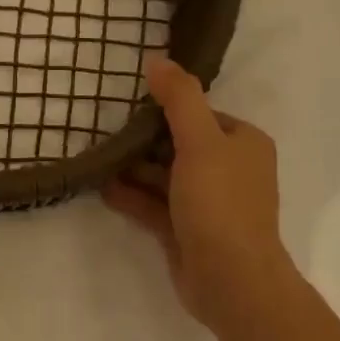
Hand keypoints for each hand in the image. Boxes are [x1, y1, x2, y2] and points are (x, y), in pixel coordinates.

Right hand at [106, 56, 287, 331]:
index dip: (167, 109)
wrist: (231, 280)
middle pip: (179, 145)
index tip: (130, 105)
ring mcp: (207, 204)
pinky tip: (101, 188)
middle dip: (144, 141)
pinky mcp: (187, 231)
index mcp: (242, 143)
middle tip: (105, 130)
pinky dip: (131, 197)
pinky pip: (155, 206)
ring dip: (133, 169)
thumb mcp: (200, 141)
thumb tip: (157, 60)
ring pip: (164, 177)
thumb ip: (179, 98)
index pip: (201, 115)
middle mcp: (229, 170)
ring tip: (97, 158)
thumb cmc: (219, 202)